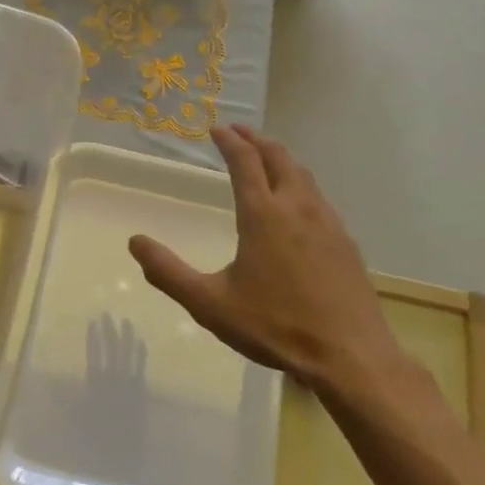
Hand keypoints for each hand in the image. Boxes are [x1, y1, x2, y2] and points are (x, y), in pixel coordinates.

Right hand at [129, 125, 401, 396]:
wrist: (349, 356)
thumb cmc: (274, 326)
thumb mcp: (209, 304)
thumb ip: (169, 272)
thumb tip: (135, 242)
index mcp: (263, 216)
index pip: (245, 162)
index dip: (229, 141)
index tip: (216, 128)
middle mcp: (297, 208)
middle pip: (279, 158)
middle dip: (257, 140)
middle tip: (239, 132)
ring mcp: (327, 224)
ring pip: (303, 176)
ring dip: (281, 159)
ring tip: (267, 159)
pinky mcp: (345, 243)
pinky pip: (319, 198)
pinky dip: (300, 184)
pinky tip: (298, 205)